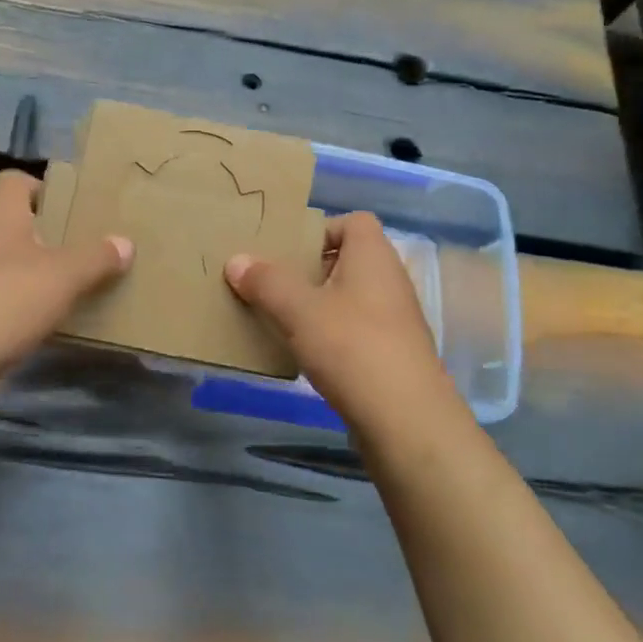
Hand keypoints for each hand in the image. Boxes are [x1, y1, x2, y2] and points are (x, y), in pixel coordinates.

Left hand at [0, 170, 131, 389]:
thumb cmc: (3, 300)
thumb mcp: (62, 275)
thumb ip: (96, 257)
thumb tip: (125, 242)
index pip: (17, 181)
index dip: (48, 188)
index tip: (80, 207)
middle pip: (21, 224)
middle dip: (56, 235)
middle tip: (95, 246)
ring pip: (16, 265)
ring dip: (45, 274)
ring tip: (87, 283)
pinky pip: (8, 300)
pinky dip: (31, 307)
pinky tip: (59, 320)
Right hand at [225, 212, 453, 431]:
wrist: (405, 420)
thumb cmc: (352, 347)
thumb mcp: (299, 310)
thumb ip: (266, 282)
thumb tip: (236, 260)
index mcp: (373, 256)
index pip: (354, 221)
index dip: (321, 229)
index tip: (289, 252)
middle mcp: (390, 280)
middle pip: (348, 259)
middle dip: (310, 269)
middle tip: (274, 284)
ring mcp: (395, 319)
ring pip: (350, 297)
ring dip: (319, 304)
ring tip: (283, 318)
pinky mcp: (393, 353)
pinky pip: (356, 329)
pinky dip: (332, 334)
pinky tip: (307, 353)